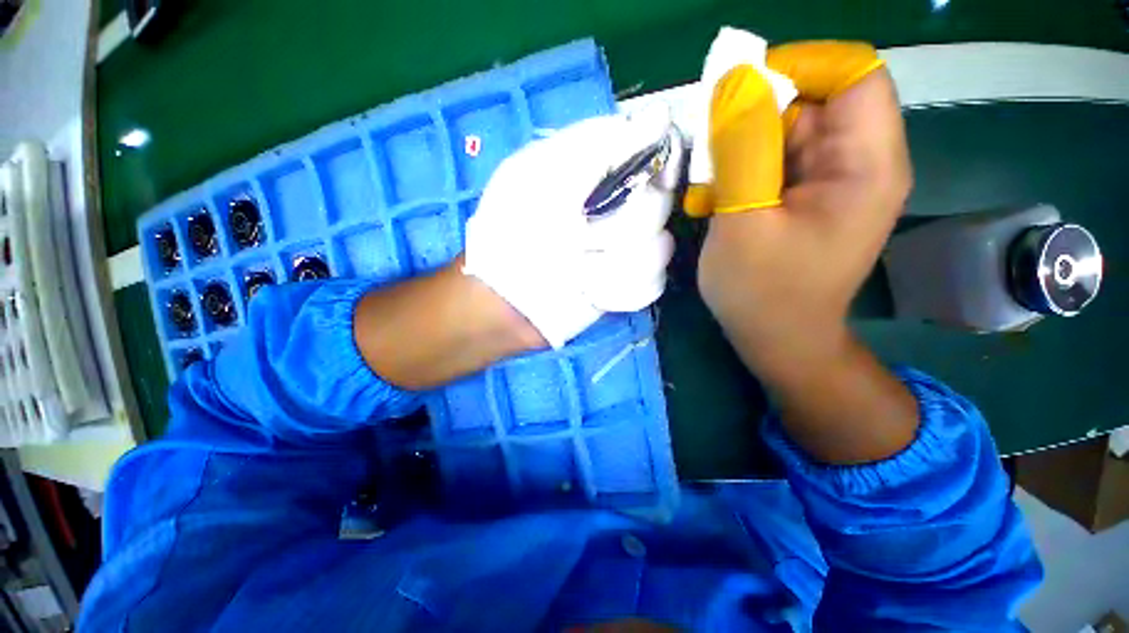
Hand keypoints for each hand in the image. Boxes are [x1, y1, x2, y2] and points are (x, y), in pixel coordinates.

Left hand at [463, 109, 679, 347]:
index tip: (650, 183)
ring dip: (616, 266)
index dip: (662, 163)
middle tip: (581, 240)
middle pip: (661, 205)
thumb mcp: (542, 176)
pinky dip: (621, 292)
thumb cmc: (514, 231)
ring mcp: (626, 248)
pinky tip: (593, 293)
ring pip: (660, 249)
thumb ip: (599, 145)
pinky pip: (651, 285)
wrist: (507, 298)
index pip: (658, 150)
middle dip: (620, 229)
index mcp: (600, 171)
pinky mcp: (626, 283)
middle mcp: (620, 205)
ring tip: (581, 275)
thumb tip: (661, 116)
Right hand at [697, 44, 910, 369]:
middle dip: (754, 118)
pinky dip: (742, 171)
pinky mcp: (808, 198)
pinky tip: (717, 201)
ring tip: (709, 191)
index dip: (797, 66)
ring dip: (740, 151)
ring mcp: (833, 182)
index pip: (852, 73)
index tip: (738, 95)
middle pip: (814, 102)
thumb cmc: (762, 293)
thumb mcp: (744, 221)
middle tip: (709, 157)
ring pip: (787, 132)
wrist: (777, 340)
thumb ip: (742, 150)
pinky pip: (776, 162)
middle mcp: (860, 164)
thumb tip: (735, 80)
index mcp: (865, 166)